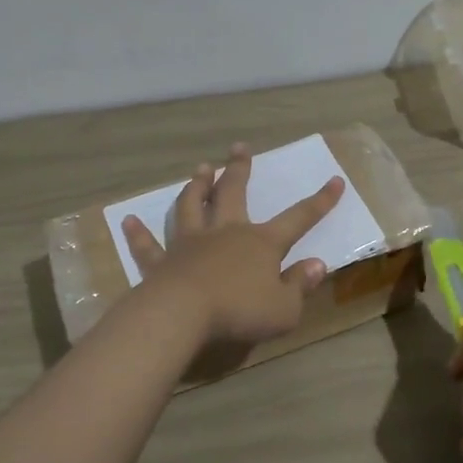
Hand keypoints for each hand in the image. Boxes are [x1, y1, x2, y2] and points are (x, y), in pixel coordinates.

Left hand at [122, 143, 344, 346]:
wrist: (184, 314)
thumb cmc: (241, 311)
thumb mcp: (284, 308)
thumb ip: (300, 286)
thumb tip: (317, 265)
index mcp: (261, 243)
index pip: (298, 218)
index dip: (319, 201)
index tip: (335, 180)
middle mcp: (226, 233)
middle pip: (234, 194)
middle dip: (239, 170)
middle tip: (239, 147)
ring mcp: (190, 244)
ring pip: (192, 207)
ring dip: (197, 187)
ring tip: (200, 169)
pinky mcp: (162, 262)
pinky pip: (149, 245)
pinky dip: (139, 234)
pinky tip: (127, 221)